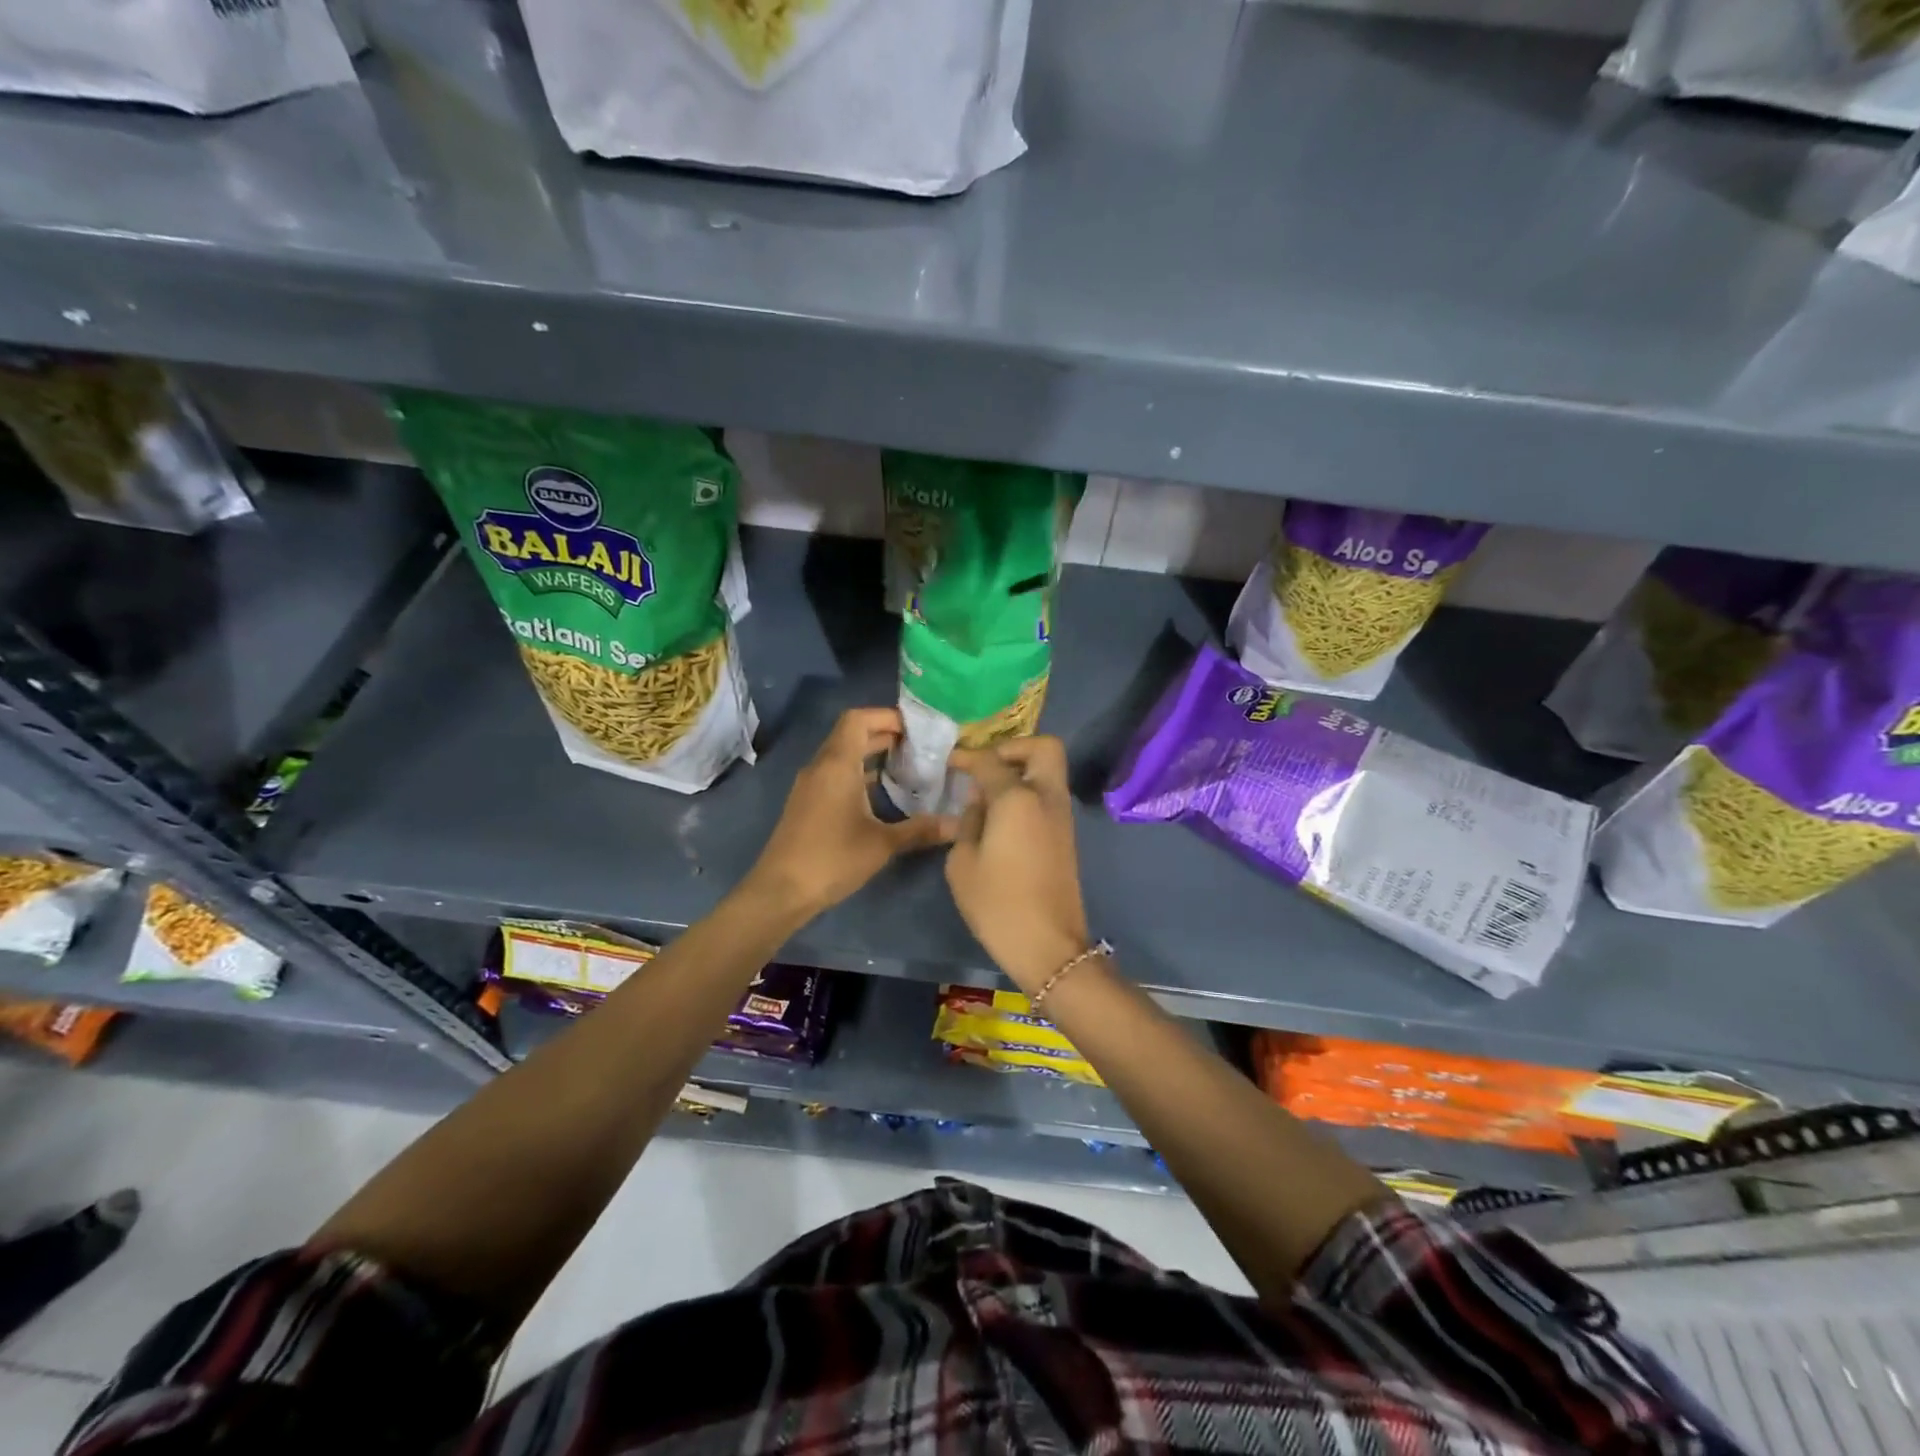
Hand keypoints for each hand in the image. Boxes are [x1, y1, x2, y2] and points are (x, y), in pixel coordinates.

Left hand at [743, 708, 955, 921]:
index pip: (858, 719)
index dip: (887, 716)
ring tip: (908, 765)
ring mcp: (811, 785)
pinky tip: (883, 793)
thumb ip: (920, 830)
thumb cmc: (832, 858)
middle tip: (921, 747)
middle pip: (852, 733)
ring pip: (843, 754)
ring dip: (872, 754)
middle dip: (886, 734)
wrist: (781, 891)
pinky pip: (836, 773)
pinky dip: (859, 772)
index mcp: (837, 764)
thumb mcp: (882, 844)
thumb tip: (958, 825)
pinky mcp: (808, 802)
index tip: (918, 729)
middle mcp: (821, 766)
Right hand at [944, 736, 1091, 991]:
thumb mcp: (963, 863)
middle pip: (1043, 747)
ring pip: (1049, 771)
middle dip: (1013, 748)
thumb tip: (979, 803)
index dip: (967, 756)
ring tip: (988, 794)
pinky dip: (1028, 792)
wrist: (1048, 945)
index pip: (990, 760)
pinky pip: (1048, 795)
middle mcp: (1046, 797)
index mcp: (1017, 798)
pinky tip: (1001, 816)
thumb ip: (968, 822)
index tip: (949, 761)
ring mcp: (1062, 816)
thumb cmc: (998, 904)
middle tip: (986, 768)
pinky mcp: (1066, 835)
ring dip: (1022, 770)